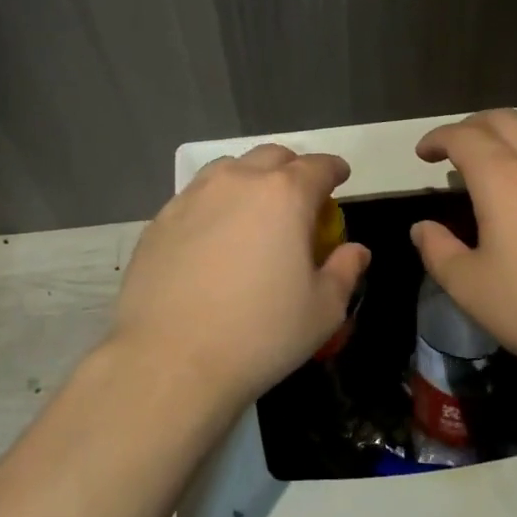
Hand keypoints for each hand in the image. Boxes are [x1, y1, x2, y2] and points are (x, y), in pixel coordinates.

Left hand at [111, 145, 371, 413]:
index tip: (340, 178)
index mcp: (285, 195)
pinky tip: (213, 236)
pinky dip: (215, 203)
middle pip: (272, 157)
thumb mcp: (322, 311)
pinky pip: (196, 196)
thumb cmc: (259, 335)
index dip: (334, 170)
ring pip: (230, 168)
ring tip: (254, 210)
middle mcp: (238, 181)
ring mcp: (194, 196)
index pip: (318, 166)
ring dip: (251, 179)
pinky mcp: (160, 218)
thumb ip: (344, 271)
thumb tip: (356, 251)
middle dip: (292, 169)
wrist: (169, 360)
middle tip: (300, 198)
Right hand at [411, 110, 516, 379]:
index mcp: (502, 177)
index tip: (423, 154)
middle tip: (454, 149)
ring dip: (509, 134)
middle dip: (472, 126)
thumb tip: (423, 228)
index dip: (437, 139)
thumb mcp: (470, 288)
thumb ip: (438, 251)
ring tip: (495, 161)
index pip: (463, 136)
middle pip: (504, 119)